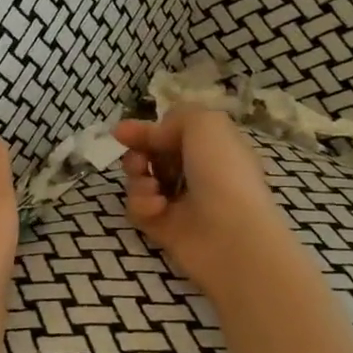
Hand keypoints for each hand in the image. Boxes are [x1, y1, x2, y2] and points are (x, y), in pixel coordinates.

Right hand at [114, 107, 284, 302]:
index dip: (149, 130)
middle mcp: (197, 174)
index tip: (122, 132)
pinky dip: (142, 204)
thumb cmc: (222, 172)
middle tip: (138, 161)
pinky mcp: (164, 228)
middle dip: (137, 154)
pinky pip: (138, 209)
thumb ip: (174, 118)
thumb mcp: (205, 124)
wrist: (230, 234)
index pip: (172, 133)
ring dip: (137, 179)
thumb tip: (152, 135)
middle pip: (151, 156)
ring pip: (140, 181)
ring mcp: (180, 203)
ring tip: (150, 185)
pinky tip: (157, 208)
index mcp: (212, 148)